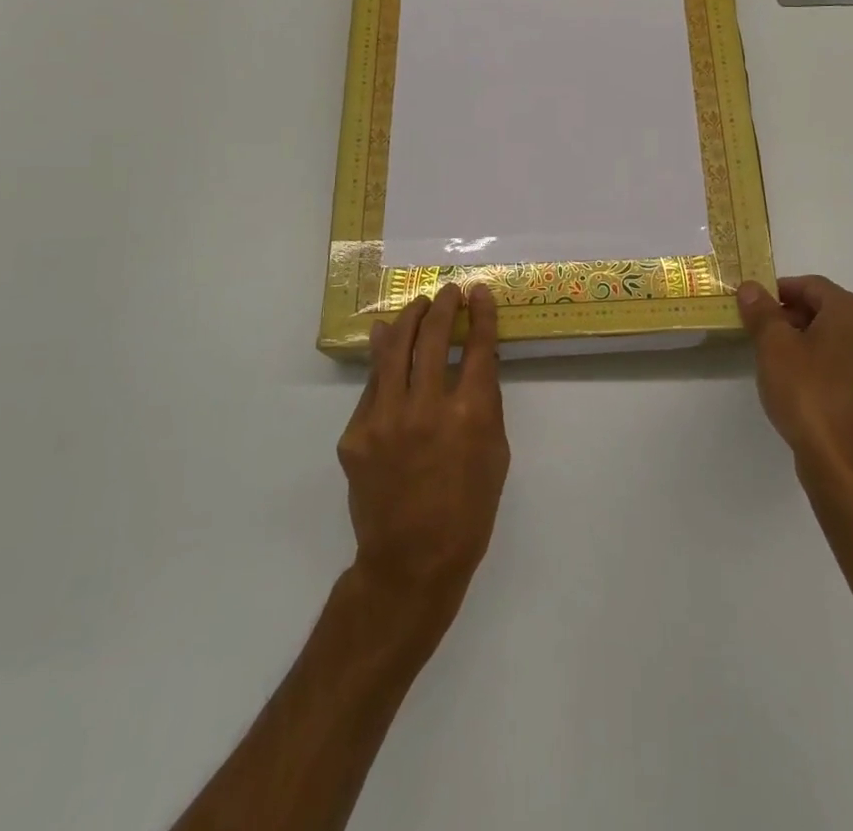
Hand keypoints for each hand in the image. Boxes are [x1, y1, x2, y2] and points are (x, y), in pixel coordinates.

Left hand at [337, 283, 509, 620]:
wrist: (411, 561)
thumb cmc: (468, 510)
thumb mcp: (496, 453)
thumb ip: (485, 403)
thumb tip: (474, 361)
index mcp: (469, 415)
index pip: (477, 347)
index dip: (481, 314)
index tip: (480, 292)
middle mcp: (426, 408)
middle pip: (433, 337)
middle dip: (444, 306)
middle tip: (449, 292)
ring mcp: (385, 419)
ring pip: (394, 350)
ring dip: (410, 319)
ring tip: (419, 304)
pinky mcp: (356, 433)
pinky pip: (372, 384)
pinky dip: (382, 357)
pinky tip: (386, 338)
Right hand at [737, 275, 852, 488]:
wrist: (842, 462)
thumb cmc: (807, 393)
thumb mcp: (774, 346)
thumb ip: (762, 312)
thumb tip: (751, 288)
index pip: (812, 285)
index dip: (779, 289)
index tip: (752, 303)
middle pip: (825, 308)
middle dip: (789, 313)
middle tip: (757, 327)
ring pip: (833, 335)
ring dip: (802, 336)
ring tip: (770, 353)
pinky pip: (841, 360)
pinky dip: (817, 358)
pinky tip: (794, 378)